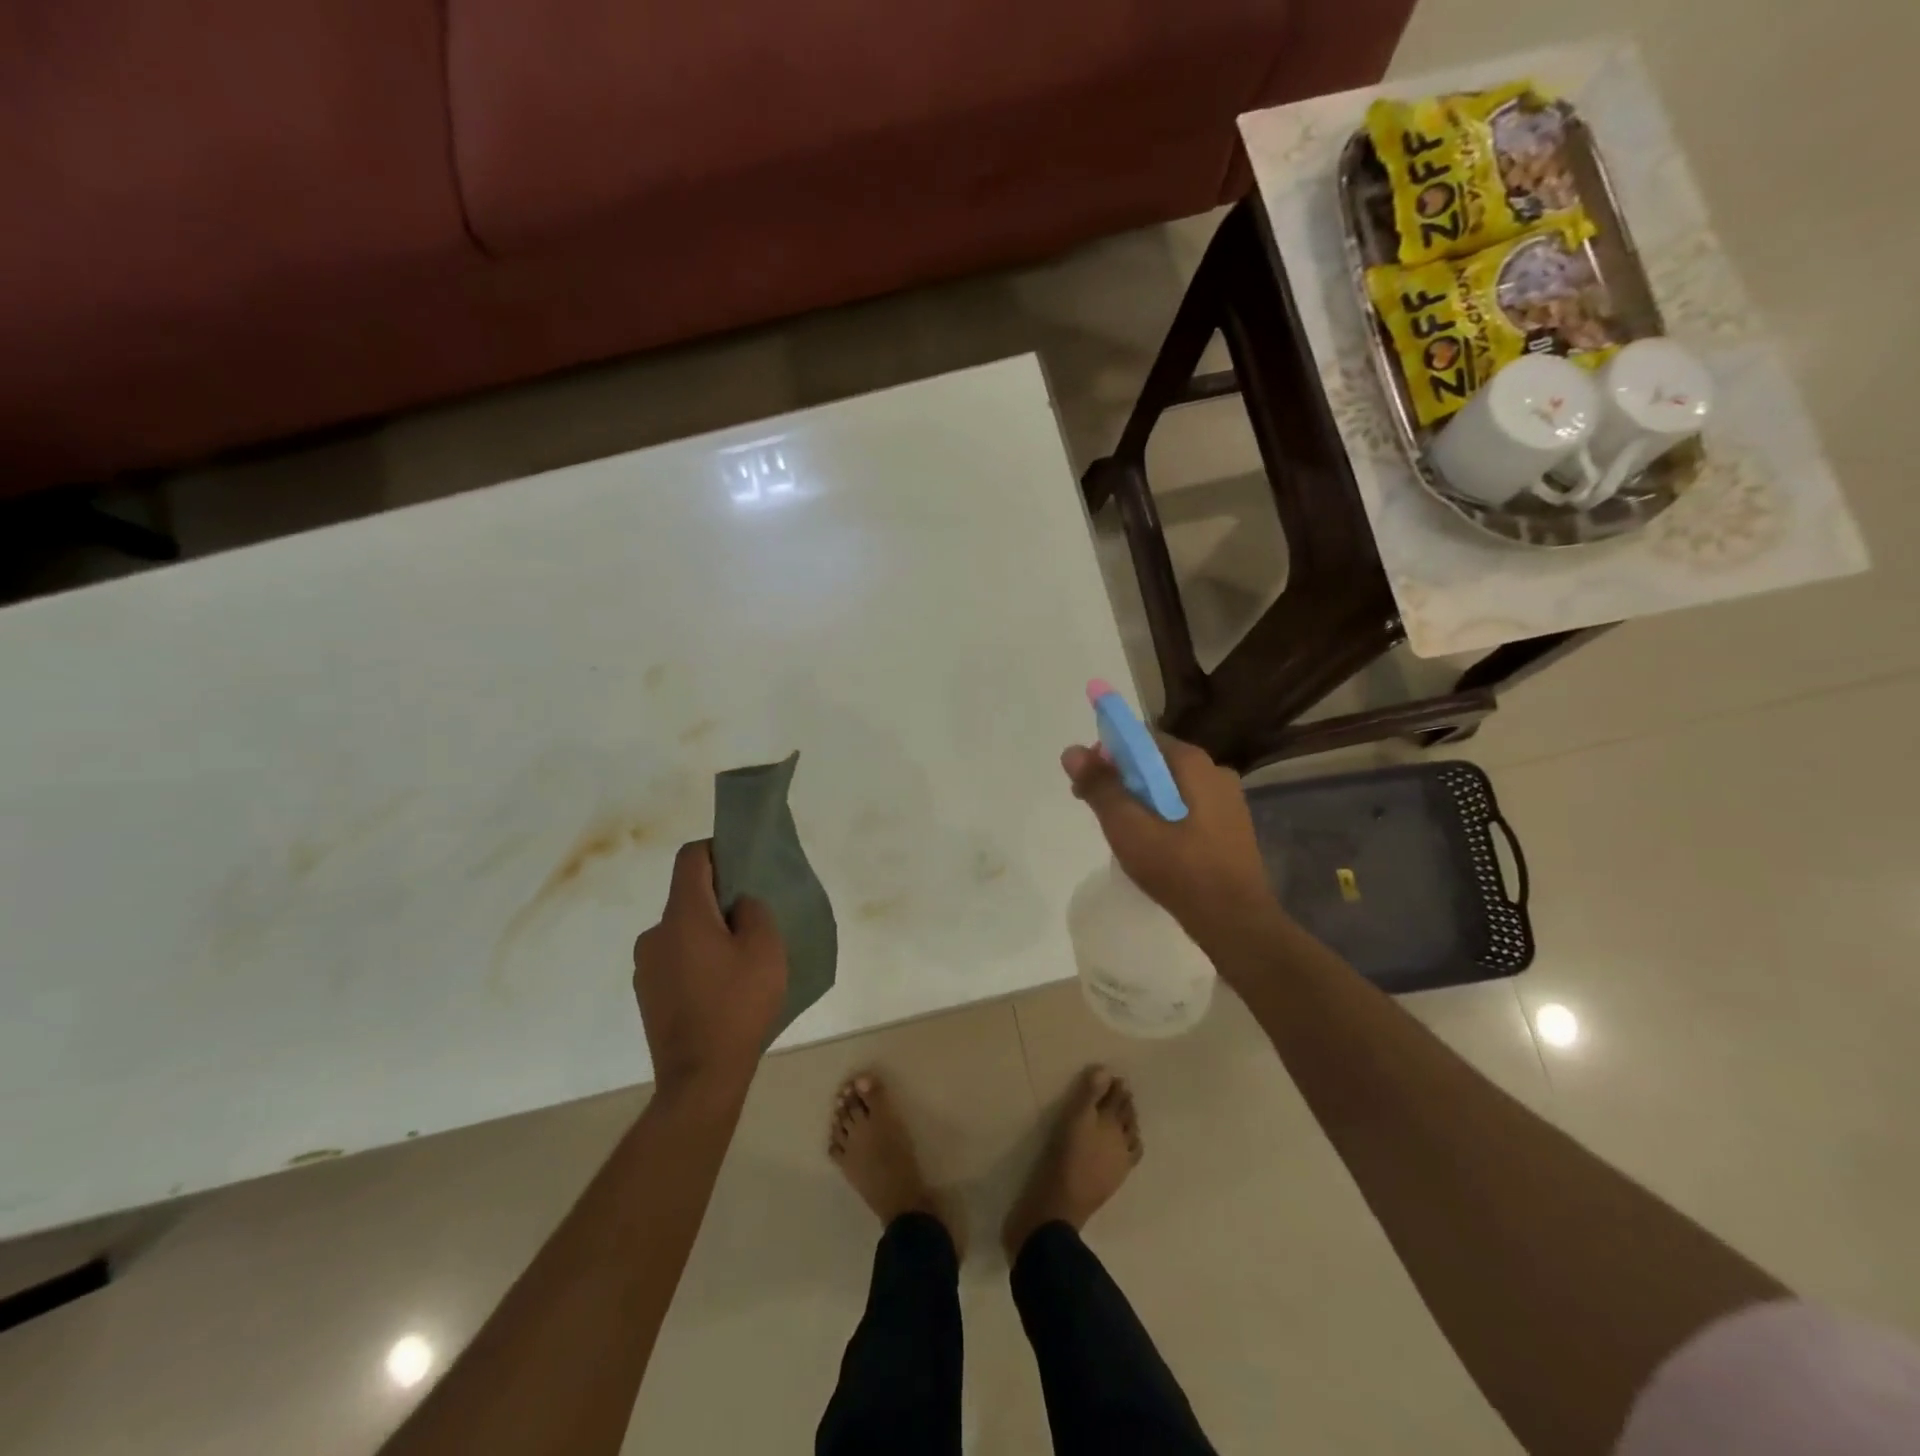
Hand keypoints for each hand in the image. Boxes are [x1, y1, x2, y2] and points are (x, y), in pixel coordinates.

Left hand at [632, 841, 788, 1100]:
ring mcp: (645, 966)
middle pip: (687, 896)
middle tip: (752, 924)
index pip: (691, 858)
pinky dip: (696, 961)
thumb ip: (755, 911)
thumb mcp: (766, 949)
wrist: (700, 1077)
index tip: (743, 867)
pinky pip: (675, 959)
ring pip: (682, 931)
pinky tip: (719, 990)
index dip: (718, 850)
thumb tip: (738, 904)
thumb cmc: (738, 1005)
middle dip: (719, 900)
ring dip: (707, 934)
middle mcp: (655, 933)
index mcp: (683, 915)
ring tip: (738, 964)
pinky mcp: (646, 993)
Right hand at [1060, 735, 1277, 950]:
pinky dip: (1163, 818)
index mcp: (1194, 763)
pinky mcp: (1230, 827)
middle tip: (1100, 813)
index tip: (1088, 783)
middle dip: (1122, 781)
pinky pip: (1187, 809)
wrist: (1235, 922)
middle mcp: (1215, 772)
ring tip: (1123, 835)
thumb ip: (1100, 787)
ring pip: (1170, 788)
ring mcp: (1228, 801)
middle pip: (1156, 764)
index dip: (1108, 756)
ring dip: (1142, 802)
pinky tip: (1153, 847)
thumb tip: (1072, 751)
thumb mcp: (1128, 828)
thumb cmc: (1179, 869)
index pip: (1141, 740)